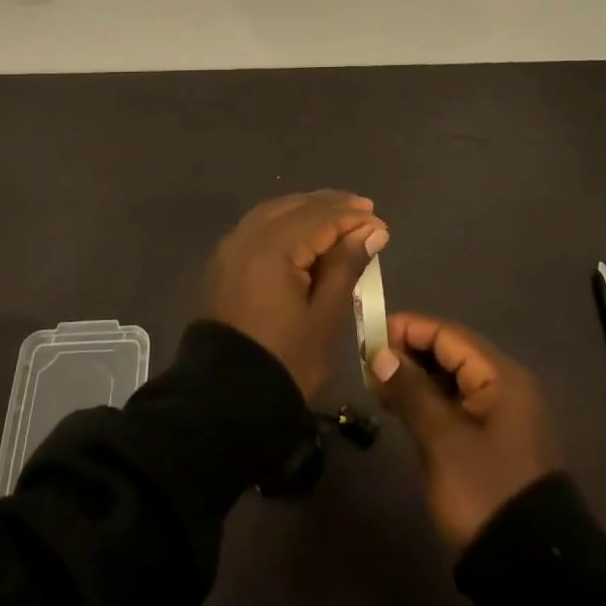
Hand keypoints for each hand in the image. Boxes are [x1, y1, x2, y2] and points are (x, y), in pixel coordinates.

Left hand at [205, 191, 388, 398]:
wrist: (225, 400)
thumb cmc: (285, 361)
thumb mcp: (325, 317)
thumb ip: (346, 266)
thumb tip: (372, 230)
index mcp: (273, 247)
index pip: (320, 218)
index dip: (353, 218)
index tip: (381, 225)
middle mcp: (247, 236)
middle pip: (295, 207)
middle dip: (331, 205)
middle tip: (364, 209)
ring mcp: (231, 247)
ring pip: (274, 212)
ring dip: (307, 209)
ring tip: (337, 215)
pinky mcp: (223, 262)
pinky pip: (258, 226)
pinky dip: (284, 221)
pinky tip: (302, 230)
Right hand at [369, 313, 559, 551]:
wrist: (530, 571)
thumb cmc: (484, 491)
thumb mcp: (442, 440)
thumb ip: (410, 391)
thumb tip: (380, 354)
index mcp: (500, 376)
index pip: (447, 334)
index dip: (407, 329)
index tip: (368, 334)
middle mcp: (503, 385)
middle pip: (449, 352)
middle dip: (408, 352)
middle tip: (367, 362)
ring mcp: (499, 415)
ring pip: (450, 379)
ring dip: (414, 377)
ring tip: (377, 383)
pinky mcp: (491, 441)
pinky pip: (454, 404)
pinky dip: (427, 400)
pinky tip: (400, 407)